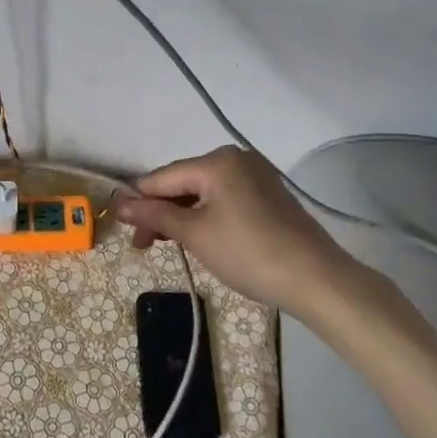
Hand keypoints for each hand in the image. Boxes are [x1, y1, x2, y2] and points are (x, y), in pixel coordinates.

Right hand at [119, 146, 436, 437]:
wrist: (317, 279)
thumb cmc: (248, 252)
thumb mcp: (195, 235)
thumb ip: (156, 216)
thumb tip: (119, 204)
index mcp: (217, 160)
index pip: (164, 177)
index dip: (139, 200)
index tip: (120, 226)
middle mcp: (236, 158)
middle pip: (184, 182)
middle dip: (162, 211)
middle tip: (143, 245)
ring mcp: (257, 175)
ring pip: (205, 192)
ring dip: (183, 216)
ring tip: (168, 244)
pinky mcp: (270, 195)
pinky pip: (226, 199)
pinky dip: (208, 216)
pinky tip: (200, 238)